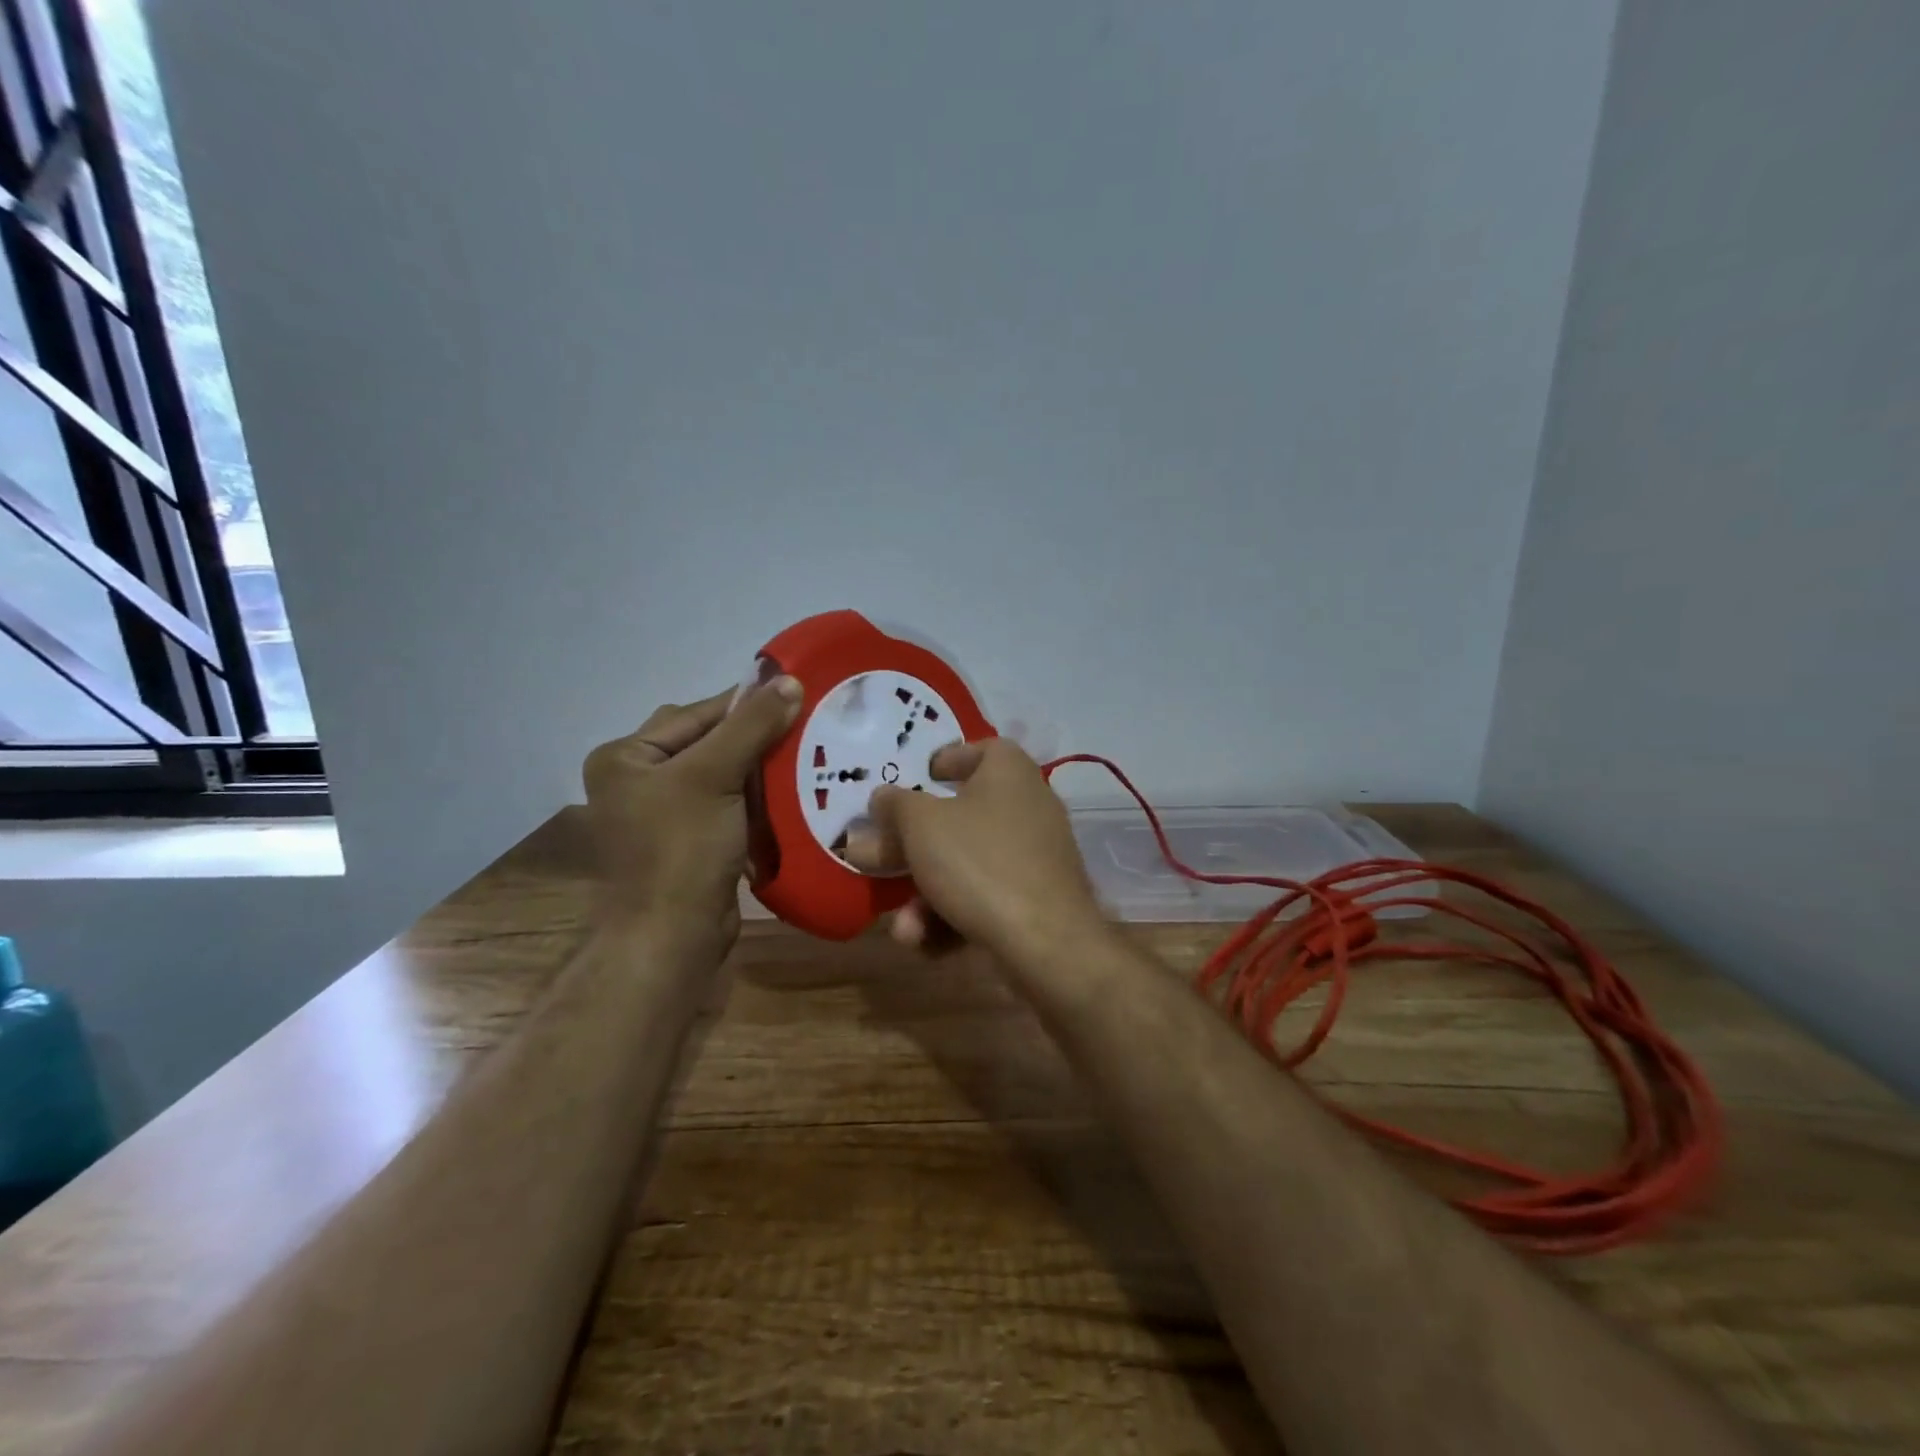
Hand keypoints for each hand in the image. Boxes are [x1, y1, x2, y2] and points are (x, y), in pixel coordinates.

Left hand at [581, 676, 802, 935]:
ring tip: (805, 754)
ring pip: (722, 773)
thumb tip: (790, 681)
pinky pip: (727, 804)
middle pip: (708, 742)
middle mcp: (638, 780)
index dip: (745, 703)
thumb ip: (752, 726)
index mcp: (626, 757)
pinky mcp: (689, 840)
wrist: (674, 936)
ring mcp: (663, 813)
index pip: (696, 715)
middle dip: (754, 736)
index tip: (795, 691)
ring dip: (759, 768)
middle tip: (803, 725)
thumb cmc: (682, 849)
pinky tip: (789, 792)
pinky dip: (755, 798)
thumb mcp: (715, 776)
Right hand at [843, 738, 1107, 961]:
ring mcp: (1034, 858)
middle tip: (873, 859)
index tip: (919, 778)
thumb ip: (895, 805)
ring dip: (925, 896)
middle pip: (960, 817)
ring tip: (903, 929)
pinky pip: (985, 899)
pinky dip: (953, 918)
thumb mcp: (921, 825)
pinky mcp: (1036, 902)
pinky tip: (926, 944)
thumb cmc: (979, 863)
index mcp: (1009, 772)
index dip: (948, 760)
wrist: (1046, 944)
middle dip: (911, 846)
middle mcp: (1028, 808)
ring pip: (966, 867)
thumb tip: (883, 797)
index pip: (982, 750)